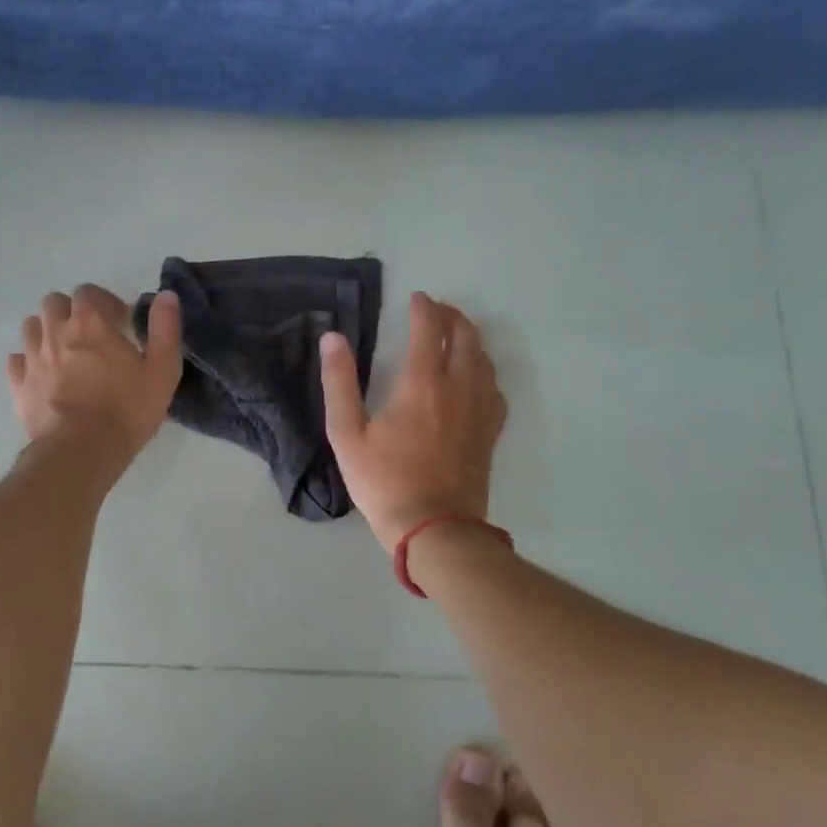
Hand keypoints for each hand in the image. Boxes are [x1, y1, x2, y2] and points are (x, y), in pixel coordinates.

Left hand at [7, 285, 183, 463]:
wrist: (81, 451)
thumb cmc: (127, 410)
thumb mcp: (162, 370)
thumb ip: (165, 329)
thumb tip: (166, 296)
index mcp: (90, 323)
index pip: (88, 292)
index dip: (104, 302)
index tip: (119, 322)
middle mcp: (56, 332)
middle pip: (54, 303)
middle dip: (70, 311)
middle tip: (89, 334)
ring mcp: (33, 358)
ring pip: (31, 327)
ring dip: (46, 332)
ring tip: (64, 352)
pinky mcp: (19, 386)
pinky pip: (16, 361)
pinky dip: (27, 362)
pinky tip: (42, 375)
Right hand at [321, 291, 507, 552]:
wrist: (434, 528)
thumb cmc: (384, 481)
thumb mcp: (347, 433)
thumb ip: (340, 382)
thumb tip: (332, 338)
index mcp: (422, 383)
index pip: (430, 329)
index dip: (424, 307)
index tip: (416, 297)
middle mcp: (458, 387)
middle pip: (466, 337)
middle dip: (452, 316)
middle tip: (436, 310)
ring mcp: (480, 410)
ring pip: (484, 359)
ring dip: (470, 339)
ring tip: (455, 335)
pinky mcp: (490, 431)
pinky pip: (495, 387)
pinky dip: (484, 369)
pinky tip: (476, 376)